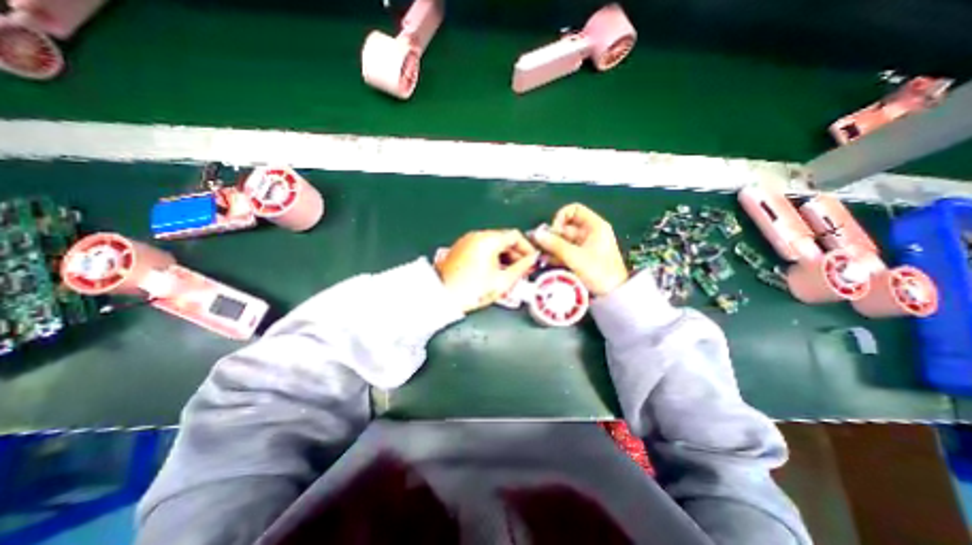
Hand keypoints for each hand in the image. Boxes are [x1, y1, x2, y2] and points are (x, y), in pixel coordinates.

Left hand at [440, 230, 542, 311]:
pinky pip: (482, 248)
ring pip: (493, 243)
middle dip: (516, 253)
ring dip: (505, 256)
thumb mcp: (502, 281)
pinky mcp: (461, 248)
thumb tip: (533, 259)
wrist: (442, 296)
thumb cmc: (473, 289)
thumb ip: (522, 268)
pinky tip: (495, 271)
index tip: (533, 261)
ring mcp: (467, 240)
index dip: (528, 248)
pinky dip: (492, 256)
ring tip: (510, 273)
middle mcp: (478, 235)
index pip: (515, 236)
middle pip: (504, 238)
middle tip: (523, 269)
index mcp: (489, 239)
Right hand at [530, 205, 629, 298]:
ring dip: (551, 246)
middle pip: (565, 227)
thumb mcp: (575, 257)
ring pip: (563, 240)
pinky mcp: (580, 257)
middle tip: (538, 245)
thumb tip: (536, 234)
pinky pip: (565, 251)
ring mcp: (584, 245)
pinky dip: (555, 255)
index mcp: (594, 226)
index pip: (574, 210)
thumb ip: (555, 244)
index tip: (553, 231)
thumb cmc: (599, 272)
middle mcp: (589, 233)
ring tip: (538, 254)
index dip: (560, 217)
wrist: (613, 294)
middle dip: (551, 235)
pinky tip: (544, 260)